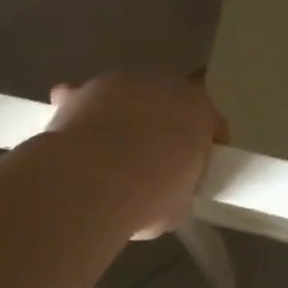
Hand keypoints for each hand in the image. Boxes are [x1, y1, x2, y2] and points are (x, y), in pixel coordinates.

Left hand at [48, 73, 226, 238]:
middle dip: (164, 123)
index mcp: (197, 110)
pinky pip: (84, 97)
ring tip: (111, 150)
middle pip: (168, 101)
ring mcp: (118, 83)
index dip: (205, 144)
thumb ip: (180, 186)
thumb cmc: (149, 196)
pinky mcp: (80, 91)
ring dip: (124, 115)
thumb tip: (167, 191)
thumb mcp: (180, 204)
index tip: (198, 167)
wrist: (91, 183)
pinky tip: (76, 135)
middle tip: (156, 158)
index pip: (210, 121)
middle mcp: (162, 85)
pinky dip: (82, 111)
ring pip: (127, 96)